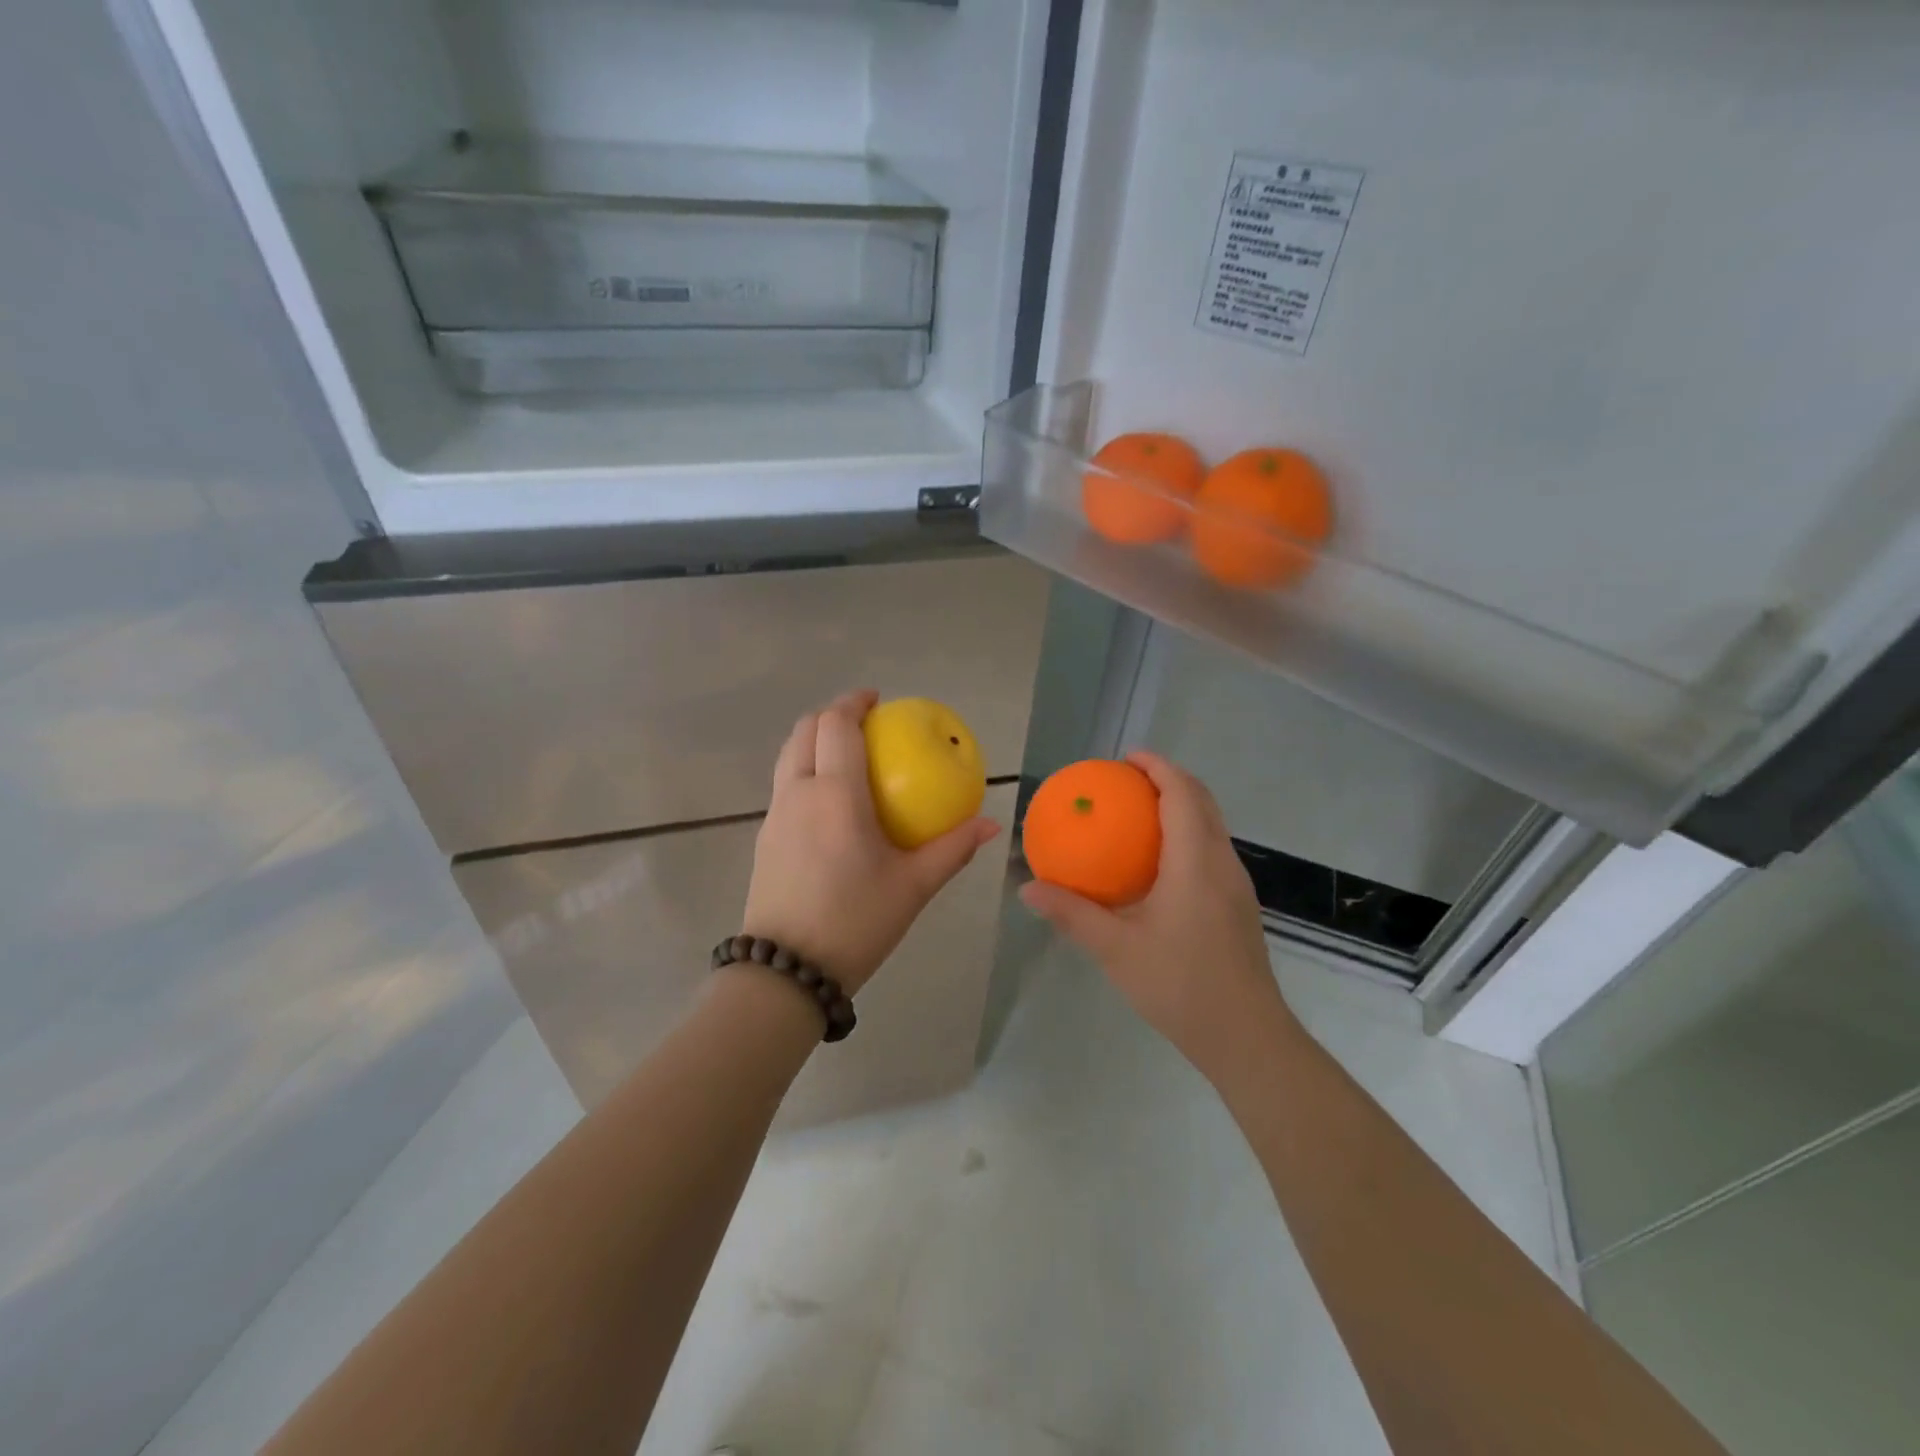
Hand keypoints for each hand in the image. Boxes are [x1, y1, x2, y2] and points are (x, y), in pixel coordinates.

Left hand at [741, 690, 1000, 993]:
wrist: (786, 971)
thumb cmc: (855, 921)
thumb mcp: (913, 887)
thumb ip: (952, 850)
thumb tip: (990, 824)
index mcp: (835, 794)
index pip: (836, 726)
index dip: (853, 702)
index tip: (877, 699)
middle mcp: (798, 793)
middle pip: (804, 731)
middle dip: (831, 715)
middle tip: (864, 722)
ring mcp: (774, 815)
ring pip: (788, 757)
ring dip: (814, 741)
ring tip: (847, 755)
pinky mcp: (765, 839)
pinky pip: (785, 786)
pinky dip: (805, 770)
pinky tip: (831, 802)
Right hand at [1018, 751, 1288, 1069]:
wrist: (1246, 1036)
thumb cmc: (1181, 986)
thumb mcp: (1116, 950)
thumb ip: (1072, 914)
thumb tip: (1028, 888)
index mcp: (1196, 863)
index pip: (1182, 795)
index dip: (1158, 767)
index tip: (1127, 758)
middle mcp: (1222, 863)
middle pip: (1202, 801)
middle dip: (1169, 780)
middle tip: (1128, 780)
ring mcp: (1236, 885)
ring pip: (1211, 825)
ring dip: (1181, 806)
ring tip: (1139, 814)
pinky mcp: (1238, 905)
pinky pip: (1212, 850)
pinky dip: (1187, 834)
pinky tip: (1157, 865)